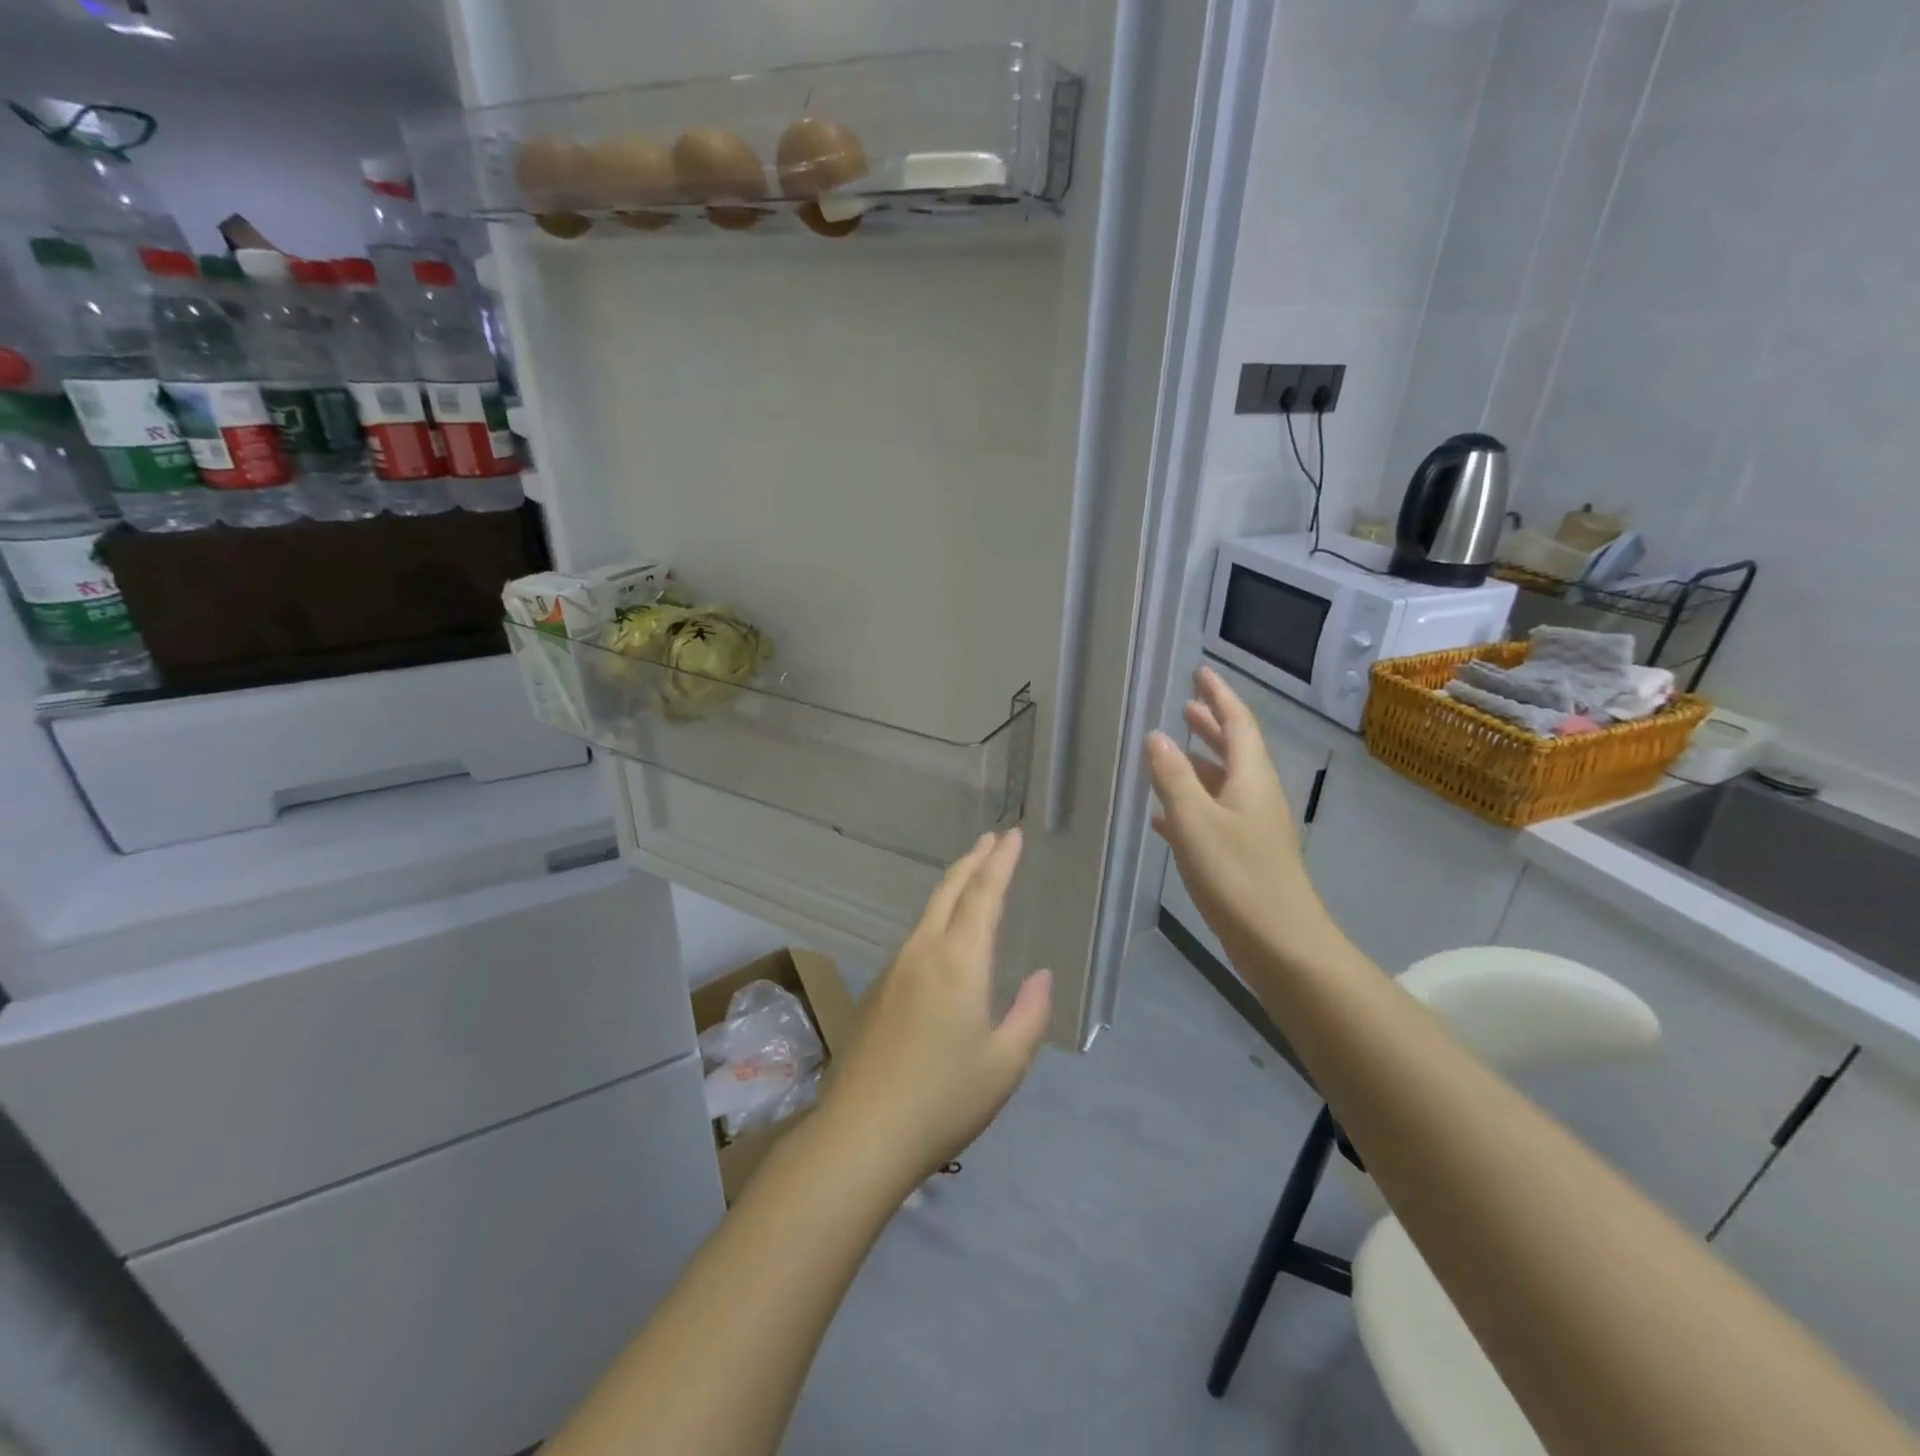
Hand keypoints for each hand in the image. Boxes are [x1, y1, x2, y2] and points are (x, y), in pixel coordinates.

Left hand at [819, 830, 1051, 1185]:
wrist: (862, 1134)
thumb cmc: (944, 1099)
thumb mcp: (1005, 1063)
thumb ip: (1030, 1014)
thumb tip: (1041, 976)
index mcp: (958, 961)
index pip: (983, 894)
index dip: (1001, 861)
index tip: (1013, 835)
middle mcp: (922, 952)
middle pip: (949, 890)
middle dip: (974, 860)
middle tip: (993, 839)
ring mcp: (894, 969)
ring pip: (928, 912)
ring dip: (954, 886)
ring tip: (973, 877)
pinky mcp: (878, 991)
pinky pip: (915, 938)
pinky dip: (938, 918)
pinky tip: (945, 938)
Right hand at [1147, 666, 1341, 968]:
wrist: (1281, 944)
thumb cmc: (1237, 875)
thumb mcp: (1195, 821)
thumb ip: (1173, 777)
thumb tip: (1156, 736)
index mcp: (1250, 778)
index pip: (1237, 723)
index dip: (1218, 696)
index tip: (1201, 672)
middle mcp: (1256, 796)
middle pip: (1234, 749)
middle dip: (1210, 726)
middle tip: (1186, 706)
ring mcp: (1252, 827)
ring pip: (1222, 783)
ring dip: (1198, 763)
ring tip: (1171, 751)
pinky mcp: (1244, 856)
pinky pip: (1213, 816)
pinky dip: (1191, 805)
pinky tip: (1164, 816)